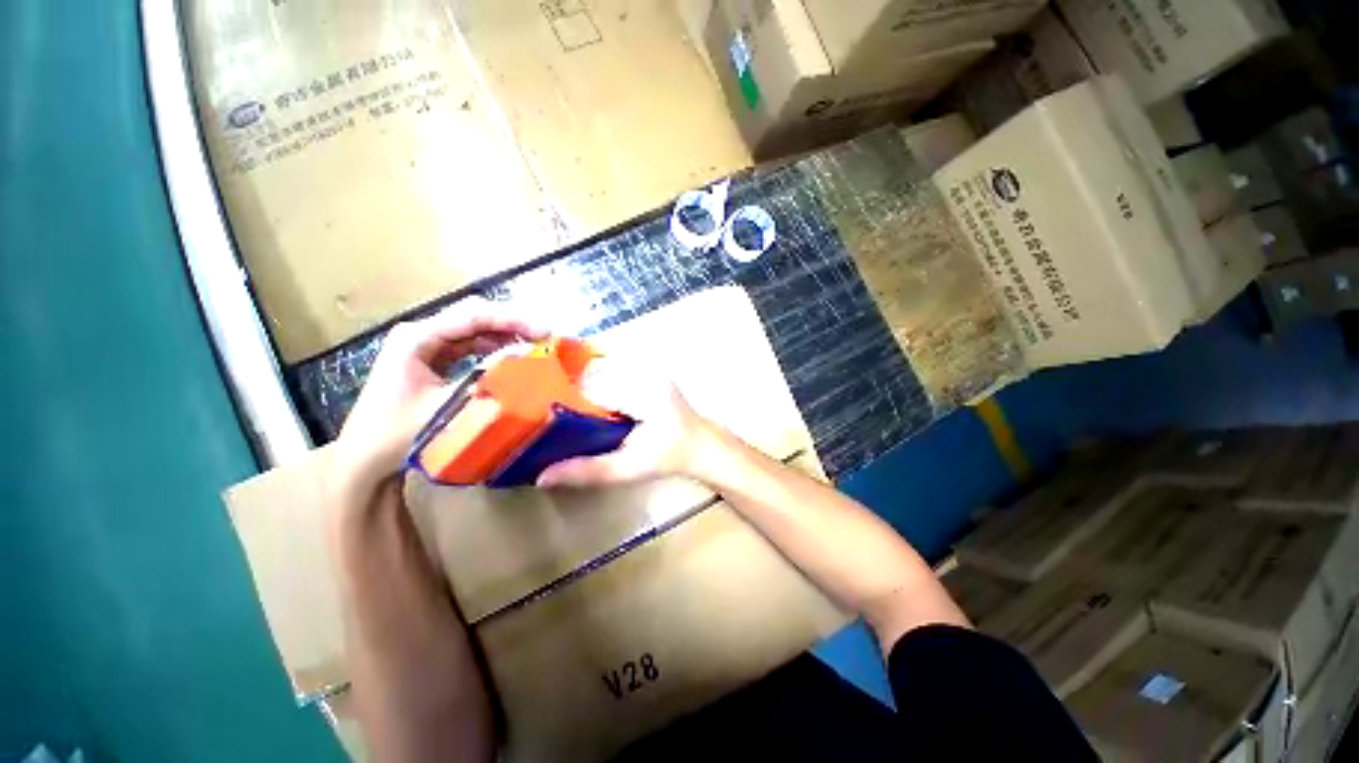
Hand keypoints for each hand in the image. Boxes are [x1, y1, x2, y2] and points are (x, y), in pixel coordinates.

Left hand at [332, 298, 546, 498]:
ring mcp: (422, 346)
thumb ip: (486, 376)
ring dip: (502, 338)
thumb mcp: (448, 404)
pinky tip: (509, 359)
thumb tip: (524, 355)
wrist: (364, 461)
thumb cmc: (398, 433)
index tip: (545, 332)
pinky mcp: (428, 361)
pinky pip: (466, 348)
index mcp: (417, 337)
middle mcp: (419, 334)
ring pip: (472, 333)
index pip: (474, 317)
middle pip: (473, 319)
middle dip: (510, 327)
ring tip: (532, 348)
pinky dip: (489, 351)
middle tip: (543, 339)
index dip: (513, 321)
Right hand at [535, 381, 719, 488]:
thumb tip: (542, 477)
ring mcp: (648, 369)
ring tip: (579, 412)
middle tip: (561, 418)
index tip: (550, 420)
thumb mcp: (629, 468)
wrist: (702, 445)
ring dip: (588, 389)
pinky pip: (615, 371)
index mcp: (641, 392)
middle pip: (594, 375)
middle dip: (576, 395)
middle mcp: (644, 372)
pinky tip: (600, 405)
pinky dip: (602, 385)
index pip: (590, 387)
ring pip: (602, 370)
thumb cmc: (669, 457)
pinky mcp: (649, 370)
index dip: (567, 402)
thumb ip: (589, 470)